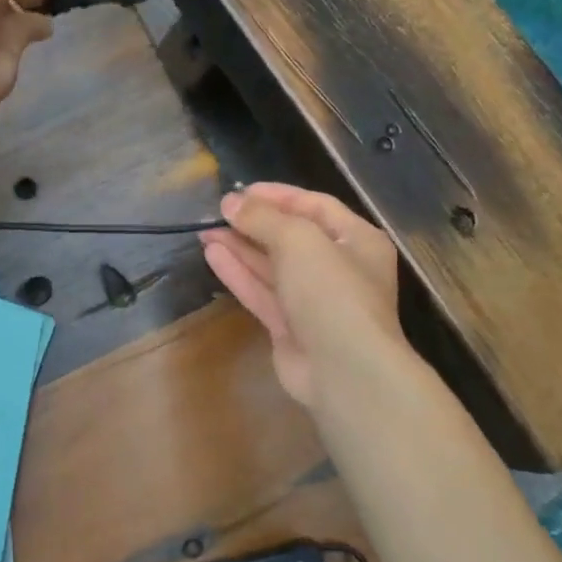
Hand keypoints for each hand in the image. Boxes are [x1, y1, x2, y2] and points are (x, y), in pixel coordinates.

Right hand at [201, 183, 409, 410]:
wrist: (344, 370)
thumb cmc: (332, 293)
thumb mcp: (299, 241)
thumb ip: (264, 218)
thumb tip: (231, 202)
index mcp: (357, 240)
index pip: (315, 206)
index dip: (277, 195)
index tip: (239, 191)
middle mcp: (338, 267)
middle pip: (291, 237)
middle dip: (253, 223)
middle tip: (217, 212)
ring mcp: (313, 300)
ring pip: (272, 266)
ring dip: (240, 247)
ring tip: (204, 231)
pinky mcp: (290, 326)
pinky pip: (262, 292)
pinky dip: (239, 274)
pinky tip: (212, 255)